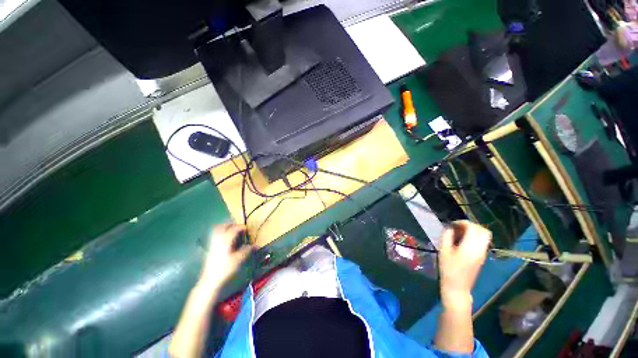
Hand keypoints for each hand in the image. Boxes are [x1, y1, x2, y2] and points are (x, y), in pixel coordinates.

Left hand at [199, 224, 252, 290]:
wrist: (210, 282)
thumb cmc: (225, 269)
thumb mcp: (239, 259)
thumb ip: (247, 250)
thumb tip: (256, 245)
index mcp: (225, 240)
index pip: (234, 229)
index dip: (241, 227)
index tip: (246, 228)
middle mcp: (218, 240)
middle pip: (221, 227)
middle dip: (229, 224)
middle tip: (237, 226)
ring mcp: (212, 245)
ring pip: (216, 232)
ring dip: (224, 229)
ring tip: (231, 230)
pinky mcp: (210, 251)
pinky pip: (215, 238)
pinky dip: (220, 235)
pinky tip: (226, 241)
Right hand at [438, 220, 490, 310]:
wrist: (457, 287)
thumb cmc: (448, 269)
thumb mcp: (444, 251)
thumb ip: (447, 236)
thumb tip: (449, 228)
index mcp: (470, 247)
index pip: (473, 228)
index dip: (463, 222)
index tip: (453, 224)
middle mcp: (480, 249)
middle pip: (483, 231)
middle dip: (471, 226)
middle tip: (459, 227)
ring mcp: (483, 254)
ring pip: (485, 236)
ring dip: (474, 231)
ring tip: (460, 233)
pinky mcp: (482, 257)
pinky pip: (482, 242)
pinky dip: (475, 237)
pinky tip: (463, 241)